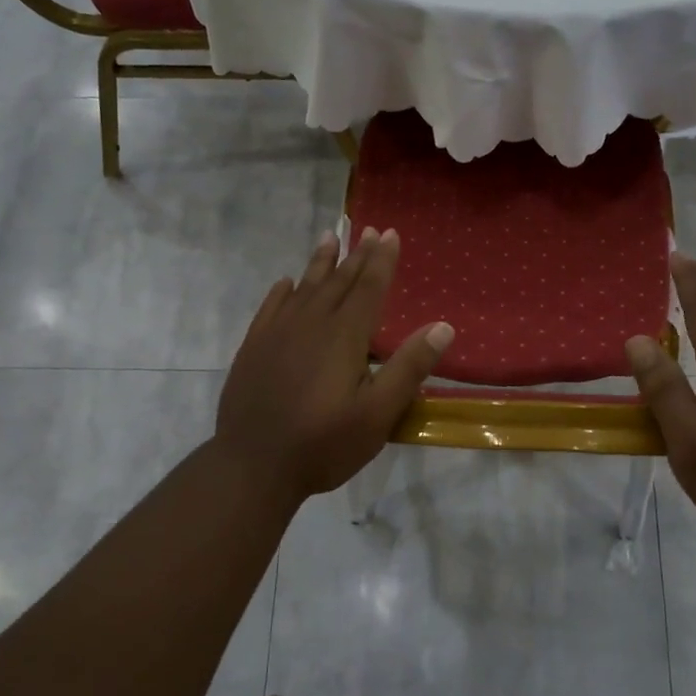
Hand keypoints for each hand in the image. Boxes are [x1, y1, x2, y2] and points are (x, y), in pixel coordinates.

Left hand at [215, 227, 452, 502]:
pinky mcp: (254, 349)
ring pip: (303, 288)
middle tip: (368, 229)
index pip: (368, 289)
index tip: (390, 233)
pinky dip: (281, 292)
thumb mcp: (378, 414)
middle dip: (356, 255)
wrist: (253, 466)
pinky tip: (286, 283)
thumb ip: (408, 368)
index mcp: (344, 337)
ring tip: (330, 238)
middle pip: (338, 282)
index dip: (381, 260)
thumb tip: (443, 327)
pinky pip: (270, 308)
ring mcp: (277, 334)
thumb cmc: (323, 444)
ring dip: (319, 263)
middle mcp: (310, 324)